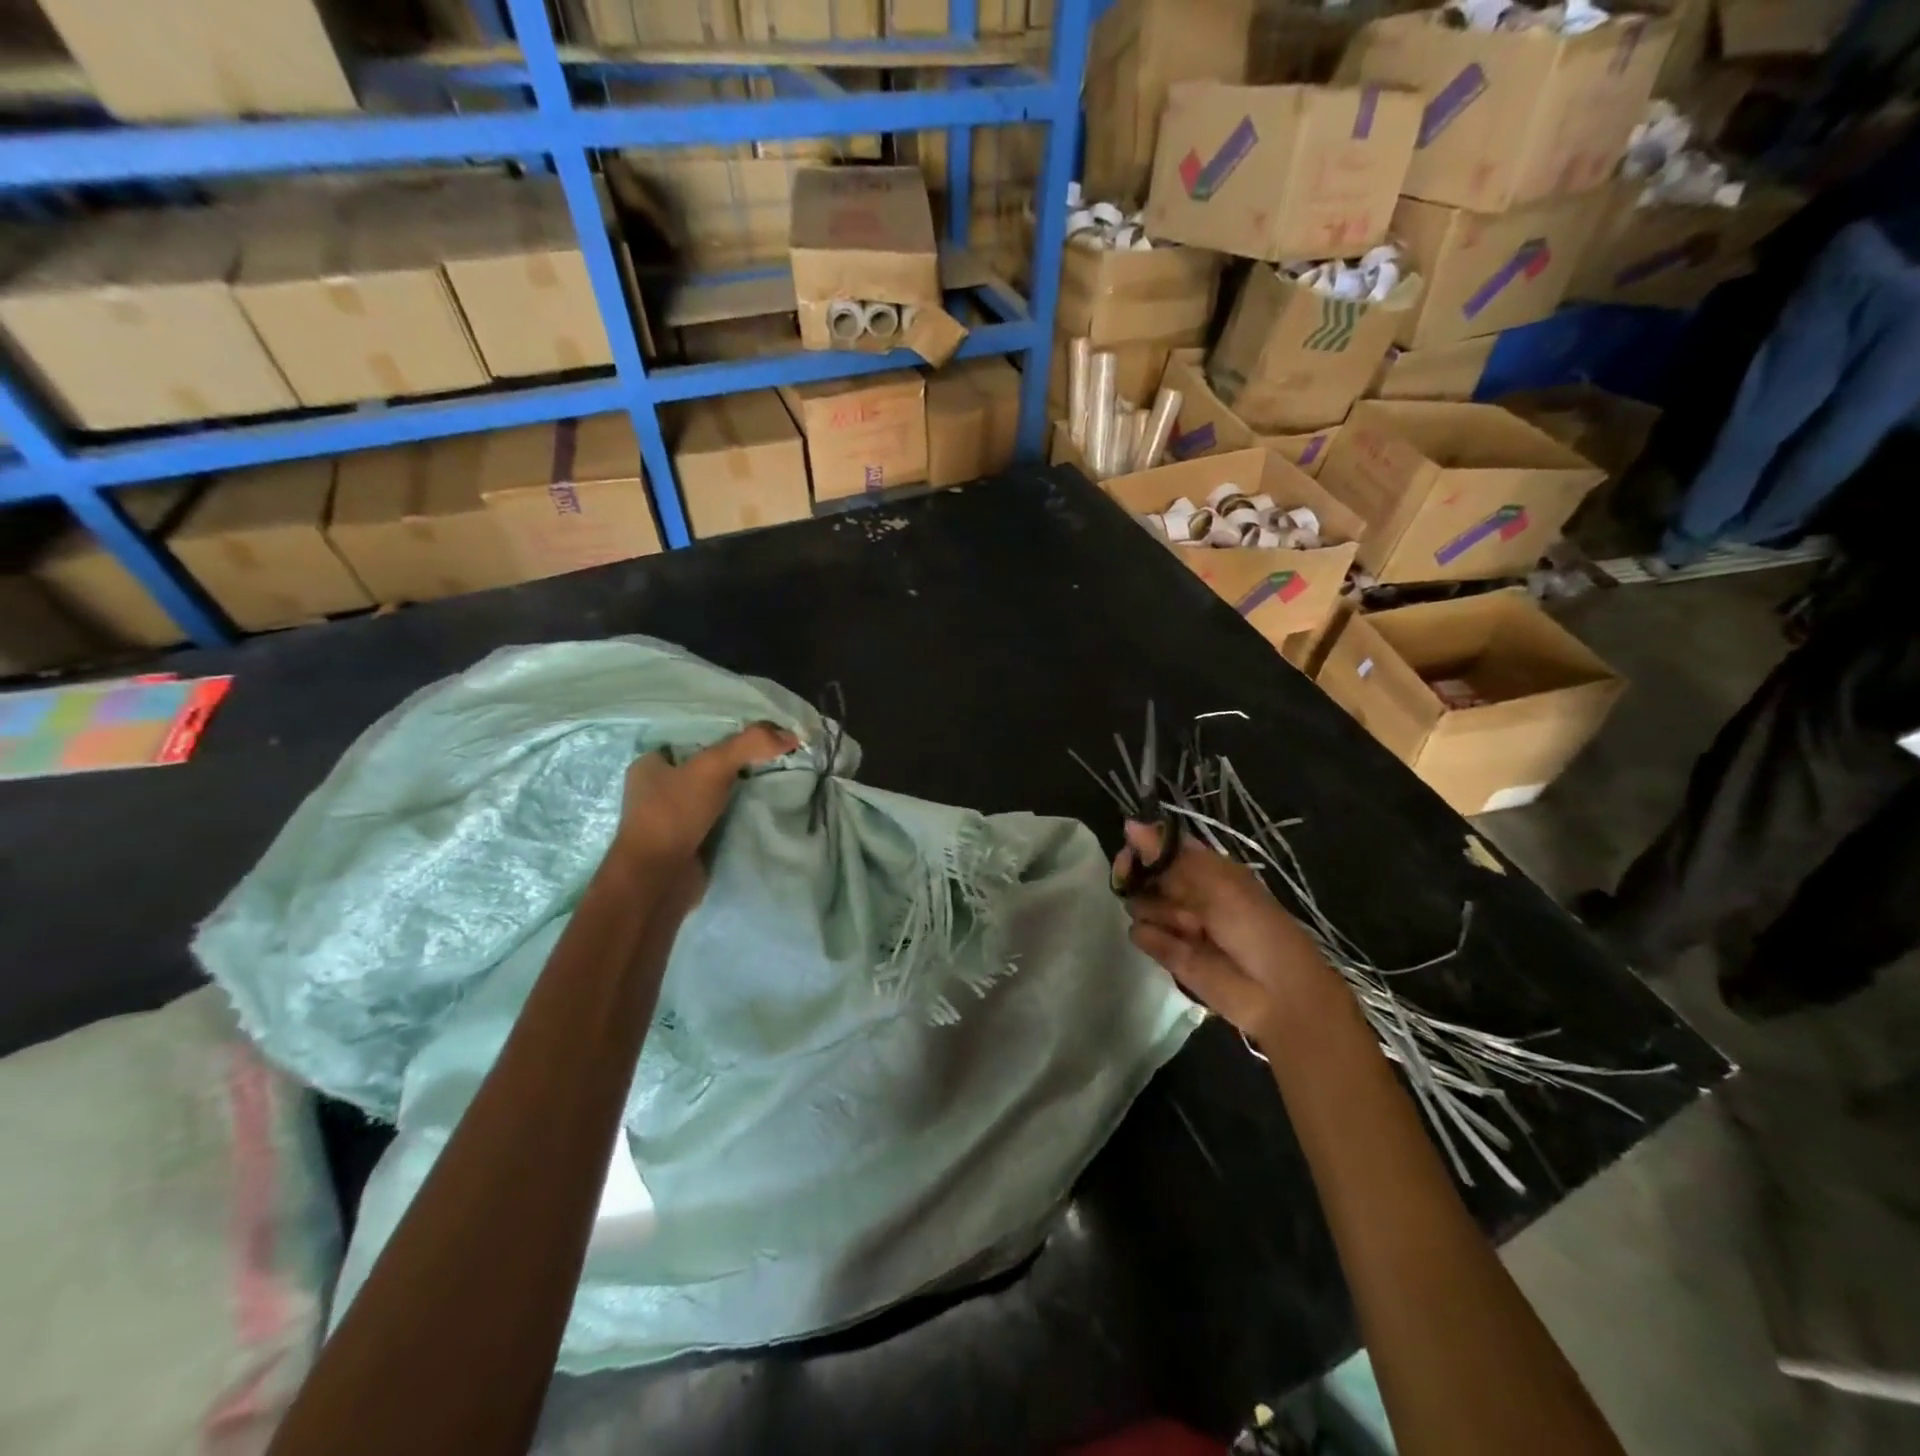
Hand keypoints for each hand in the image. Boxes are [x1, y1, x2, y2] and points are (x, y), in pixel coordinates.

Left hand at [615, 721, 798, 864]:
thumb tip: (793, 735)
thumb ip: (750, 744)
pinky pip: (719, 821)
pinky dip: (738, 817)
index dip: (724, 735)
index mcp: (649, 765)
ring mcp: (672, 820)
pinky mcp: (688, 844)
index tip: (758, 737)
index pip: (691, 739)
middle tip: (773, 759)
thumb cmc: (674, 814)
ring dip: (739, 792)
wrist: (658, 880)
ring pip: (714, 796)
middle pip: (706, 768)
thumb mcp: (713, 767)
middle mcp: (656, 790)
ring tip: (776, 781)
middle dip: (737, 765)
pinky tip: (763, 810)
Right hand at [1114, 821, 1341, 1048]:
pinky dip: (1157, 938)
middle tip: (1143, 881)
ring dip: (1162, 912)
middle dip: (1140, 875)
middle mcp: (1185, 891)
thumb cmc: (1256, 926)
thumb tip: (1129, 823)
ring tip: (1193, 929)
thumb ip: (1170, 855)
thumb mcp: (1217, 882)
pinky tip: (1182, 947)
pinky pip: (1140, 933)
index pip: (1160, 846)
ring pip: (1138, 902)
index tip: (1130, 848)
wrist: (1276, 993)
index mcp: (1204, 868)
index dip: (1143, 844)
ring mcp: (1173, 922)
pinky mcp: (1165, 952)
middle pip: (1142, 872)